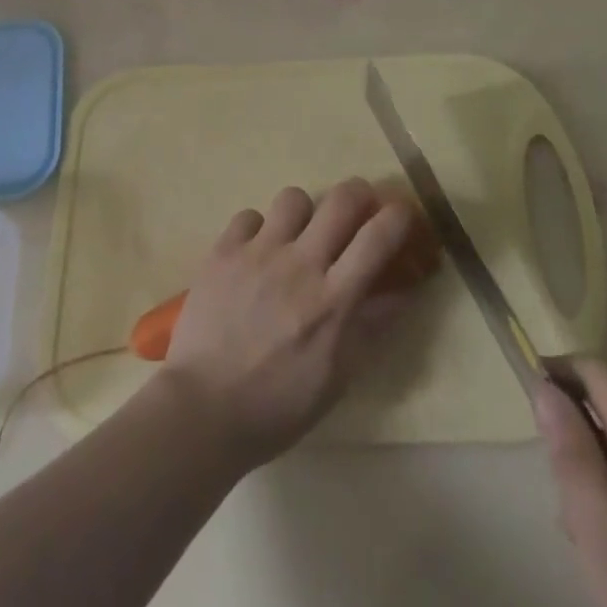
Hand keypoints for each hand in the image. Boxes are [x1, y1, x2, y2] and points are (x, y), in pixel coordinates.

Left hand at [162, 179, 417, 467]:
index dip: (398, 215)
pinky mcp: (223, 251)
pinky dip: (258, 230)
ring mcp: (259, 252)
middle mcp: (300, 264)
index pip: (378, 237)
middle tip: (356, 211)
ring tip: (297, 236)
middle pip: (342, 199)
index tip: (402, 214)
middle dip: (358, 194)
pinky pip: (249, 216)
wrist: (203, 411)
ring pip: (294, 198)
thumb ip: (372, 327)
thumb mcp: (338, 377)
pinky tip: (255, 254)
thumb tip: (404, 290)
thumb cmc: (278, 406)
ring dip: (304, 213)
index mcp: (333, 300)